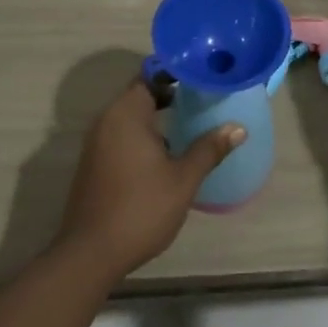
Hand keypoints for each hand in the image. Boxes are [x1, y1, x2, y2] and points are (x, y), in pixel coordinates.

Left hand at [55, 79, 244, 282]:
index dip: (176, 71)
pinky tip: (167, 151)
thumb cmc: (140, 209)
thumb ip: (209, 149)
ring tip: (191, 121)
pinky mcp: (94, 162)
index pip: (151, 74)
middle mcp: (107, 119)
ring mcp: (97, 142)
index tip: (202, 74)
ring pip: (131, 115)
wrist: (89, 255)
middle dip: (171, 93)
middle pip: (141, 92)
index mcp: (126, 113)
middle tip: (203, 97)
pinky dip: (143, 133)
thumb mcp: (183, 180)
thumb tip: (238, 128)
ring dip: (157, 115)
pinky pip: (122, 133)